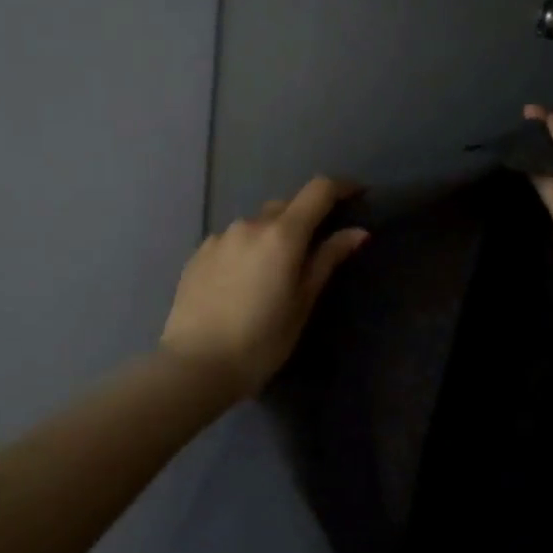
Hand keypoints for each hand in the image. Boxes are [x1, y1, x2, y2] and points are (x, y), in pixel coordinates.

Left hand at [160, 176, 369, 398]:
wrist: (195, 365)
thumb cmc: (261, 341)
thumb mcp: (302, 304)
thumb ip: (327, 261)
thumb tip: (357, 232)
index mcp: (282, 234)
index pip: (318, 191)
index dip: (341, 188)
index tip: (357, 195)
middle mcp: (249, 224)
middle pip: (286, 206)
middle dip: (305, 218)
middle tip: (314, 250)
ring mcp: (219, 237)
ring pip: (256, 224)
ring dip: (271, 236)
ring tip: (272, 274)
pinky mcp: (198, 253)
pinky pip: (231, 241)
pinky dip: (245, 250)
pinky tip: (242, 282)